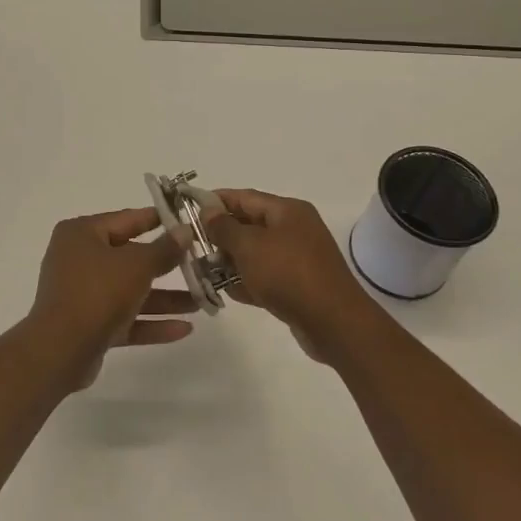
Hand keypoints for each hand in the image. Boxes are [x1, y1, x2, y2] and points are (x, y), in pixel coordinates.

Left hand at [24, 208, 198, 387]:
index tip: (186, 219)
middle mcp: (79, 259)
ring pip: (131, 291)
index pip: (126, 219)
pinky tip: (185, 329)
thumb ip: (164, 249)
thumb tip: (184, 230)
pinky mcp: (89, 325)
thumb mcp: (137, 265)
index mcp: (82, 234)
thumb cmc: (97, 292)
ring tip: (202, 301)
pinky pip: (125, 318)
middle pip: (130, 257)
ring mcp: (83, 293)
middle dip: (167, 265)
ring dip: (165, 298)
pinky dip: (151, 322)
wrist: (60, 350)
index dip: (158, 219)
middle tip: (200, 263)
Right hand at [204, 189, 375, 362]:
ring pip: (256, 253)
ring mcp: (298, 258)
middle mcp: (294, 229)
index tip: (187, 209)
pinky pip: (266, 276)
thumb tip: (208, 209)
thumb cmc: (288, 274)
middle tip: (192, 246)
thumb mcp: (249, 246)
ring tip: (204, 271)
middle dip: (220, 235)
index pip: (244, 197)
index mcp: (287, 210)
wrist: (333, 323)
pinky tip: (227, 292)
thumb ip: (224, 227)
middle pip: (249, 224)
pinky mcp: (298, 285)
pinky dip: (247, 281)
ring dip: (231, 261)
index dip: (215, 201)